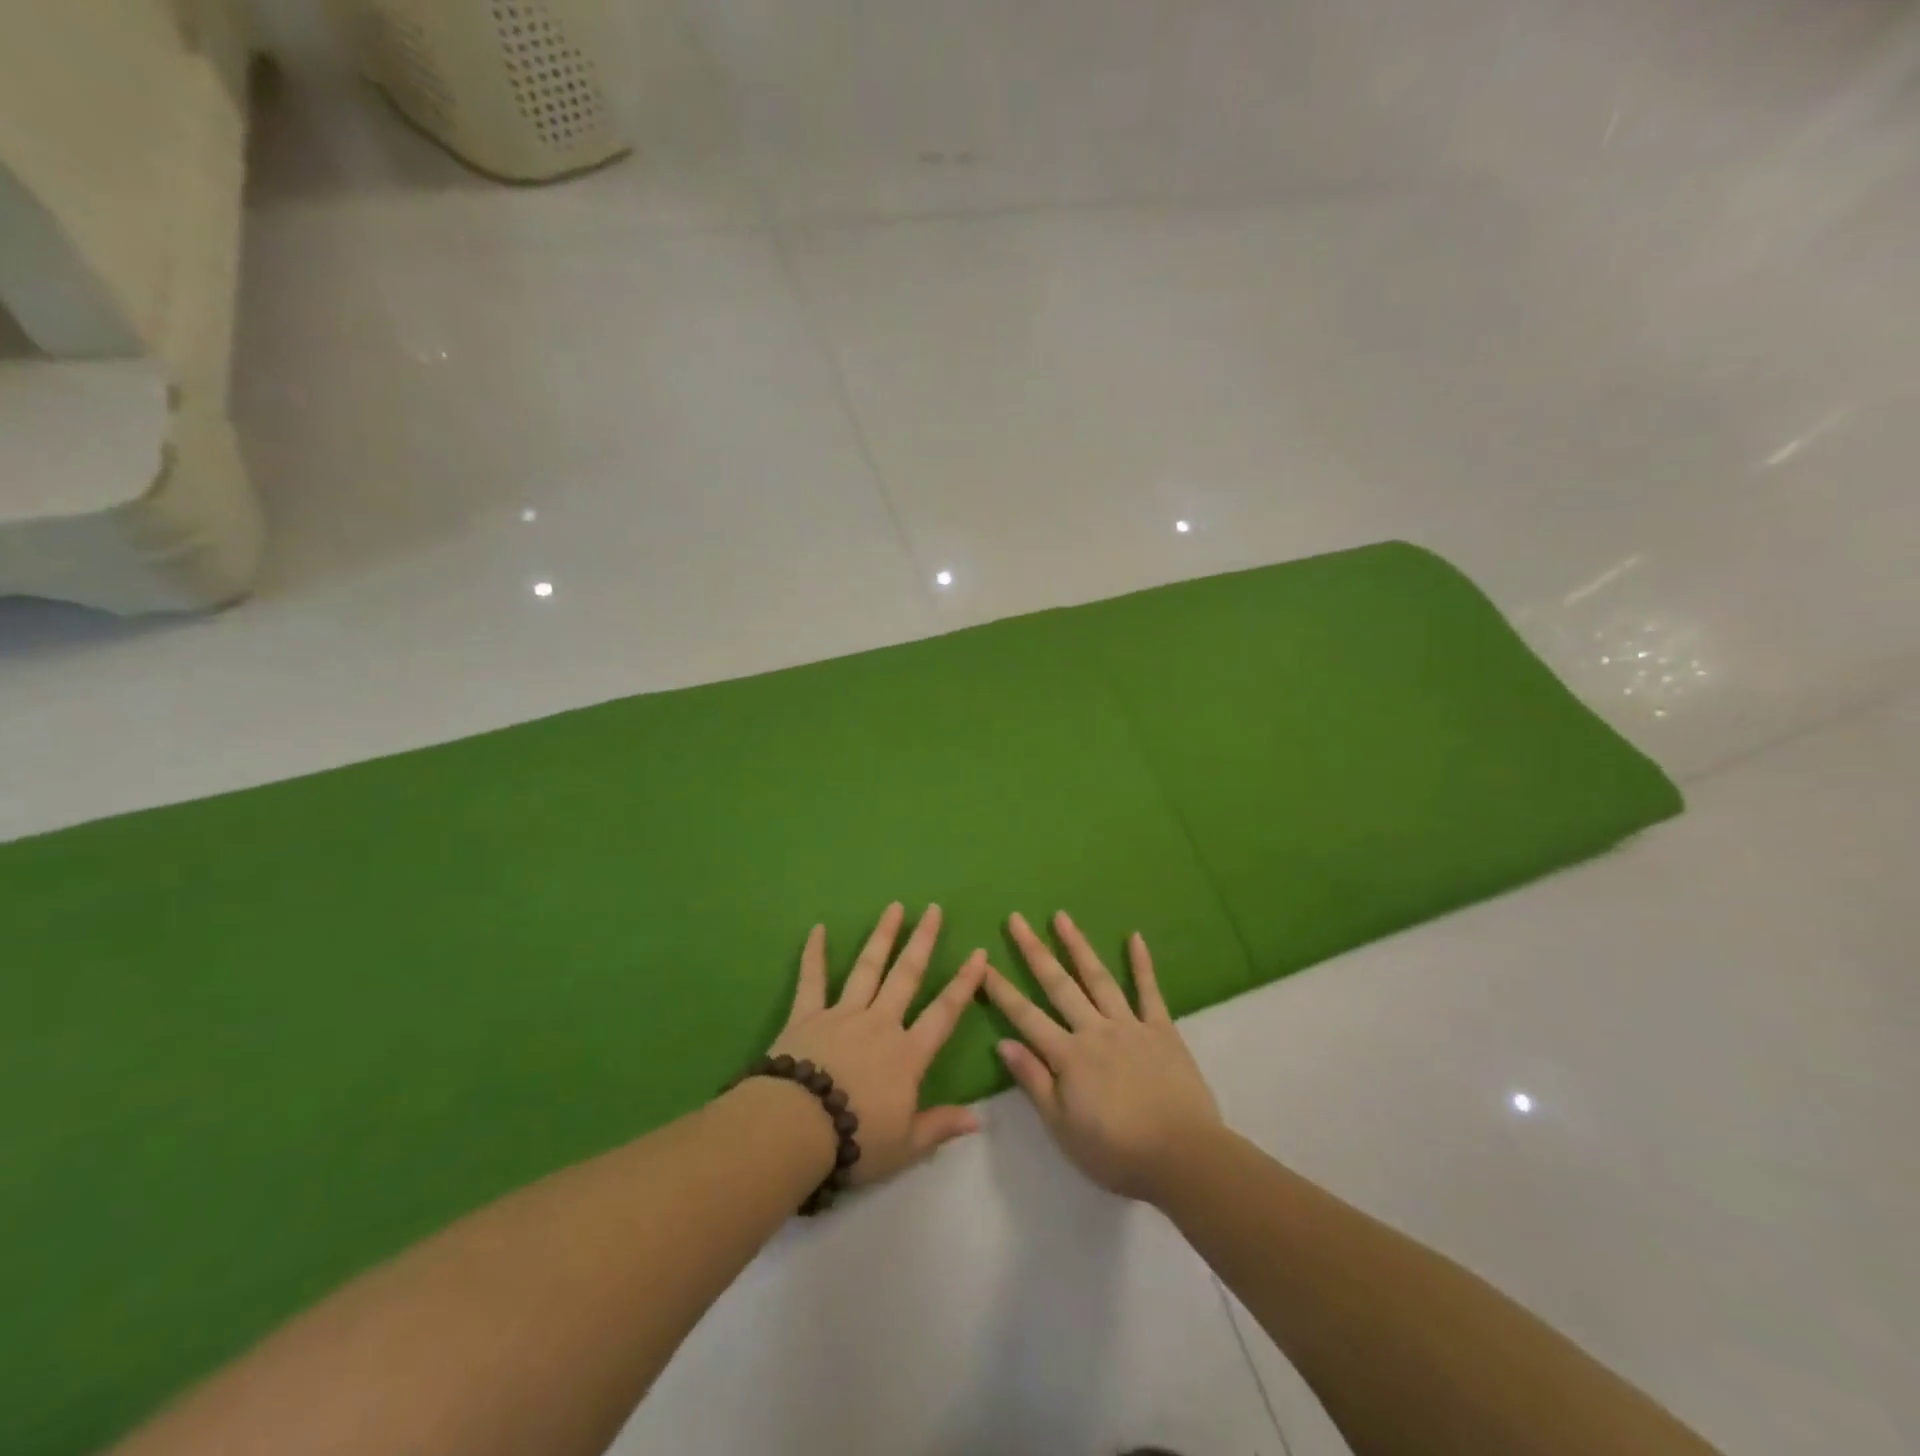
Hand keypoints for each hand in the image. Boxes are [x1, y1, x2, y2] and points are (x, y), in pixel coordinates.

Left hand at [769, 903, 989, 1187]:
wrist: (796, 1129)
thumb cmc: (856, 1140)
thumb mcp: (906, 1145)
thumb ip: (941, 1125)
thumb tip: (980, 1117)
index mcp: (907, 1054)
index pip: (944, 1012)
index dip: (964, 983)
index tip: (978, 953)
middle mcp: (880, 1023)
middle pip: (907, 975)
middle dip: (922, 941)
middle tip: (933, 909)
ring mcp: (843, 1014)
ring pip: (868, 968)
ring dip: (882, 936)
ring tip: (894, 907)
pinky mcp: (808, 1015)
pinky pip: (812, 979)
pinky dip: (813, 953)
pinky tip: (816, 929)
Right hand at [984, 911, 1221, 1203]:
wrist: (1183, 1156)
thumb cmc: (1117, 1151)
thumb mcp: (1063, 1128)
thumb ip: (1034, 1081)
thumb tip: (1002, 1043)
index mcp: (1068, 1056)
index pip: (1025, 1016)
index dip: (1001, 990)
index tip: (981, 964)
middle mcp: (1094, 1030)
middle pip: (1058, 984)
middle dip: (1033, 950)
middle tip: (1016, 919)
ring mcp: (1129, 1025)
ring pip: (1098, 977)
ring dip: (1077, 945)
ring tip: (1061, 916)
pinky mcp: (1162, 1029)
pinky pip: (1149, 990)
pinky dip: (1141, 963)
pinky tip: (1135, 937)